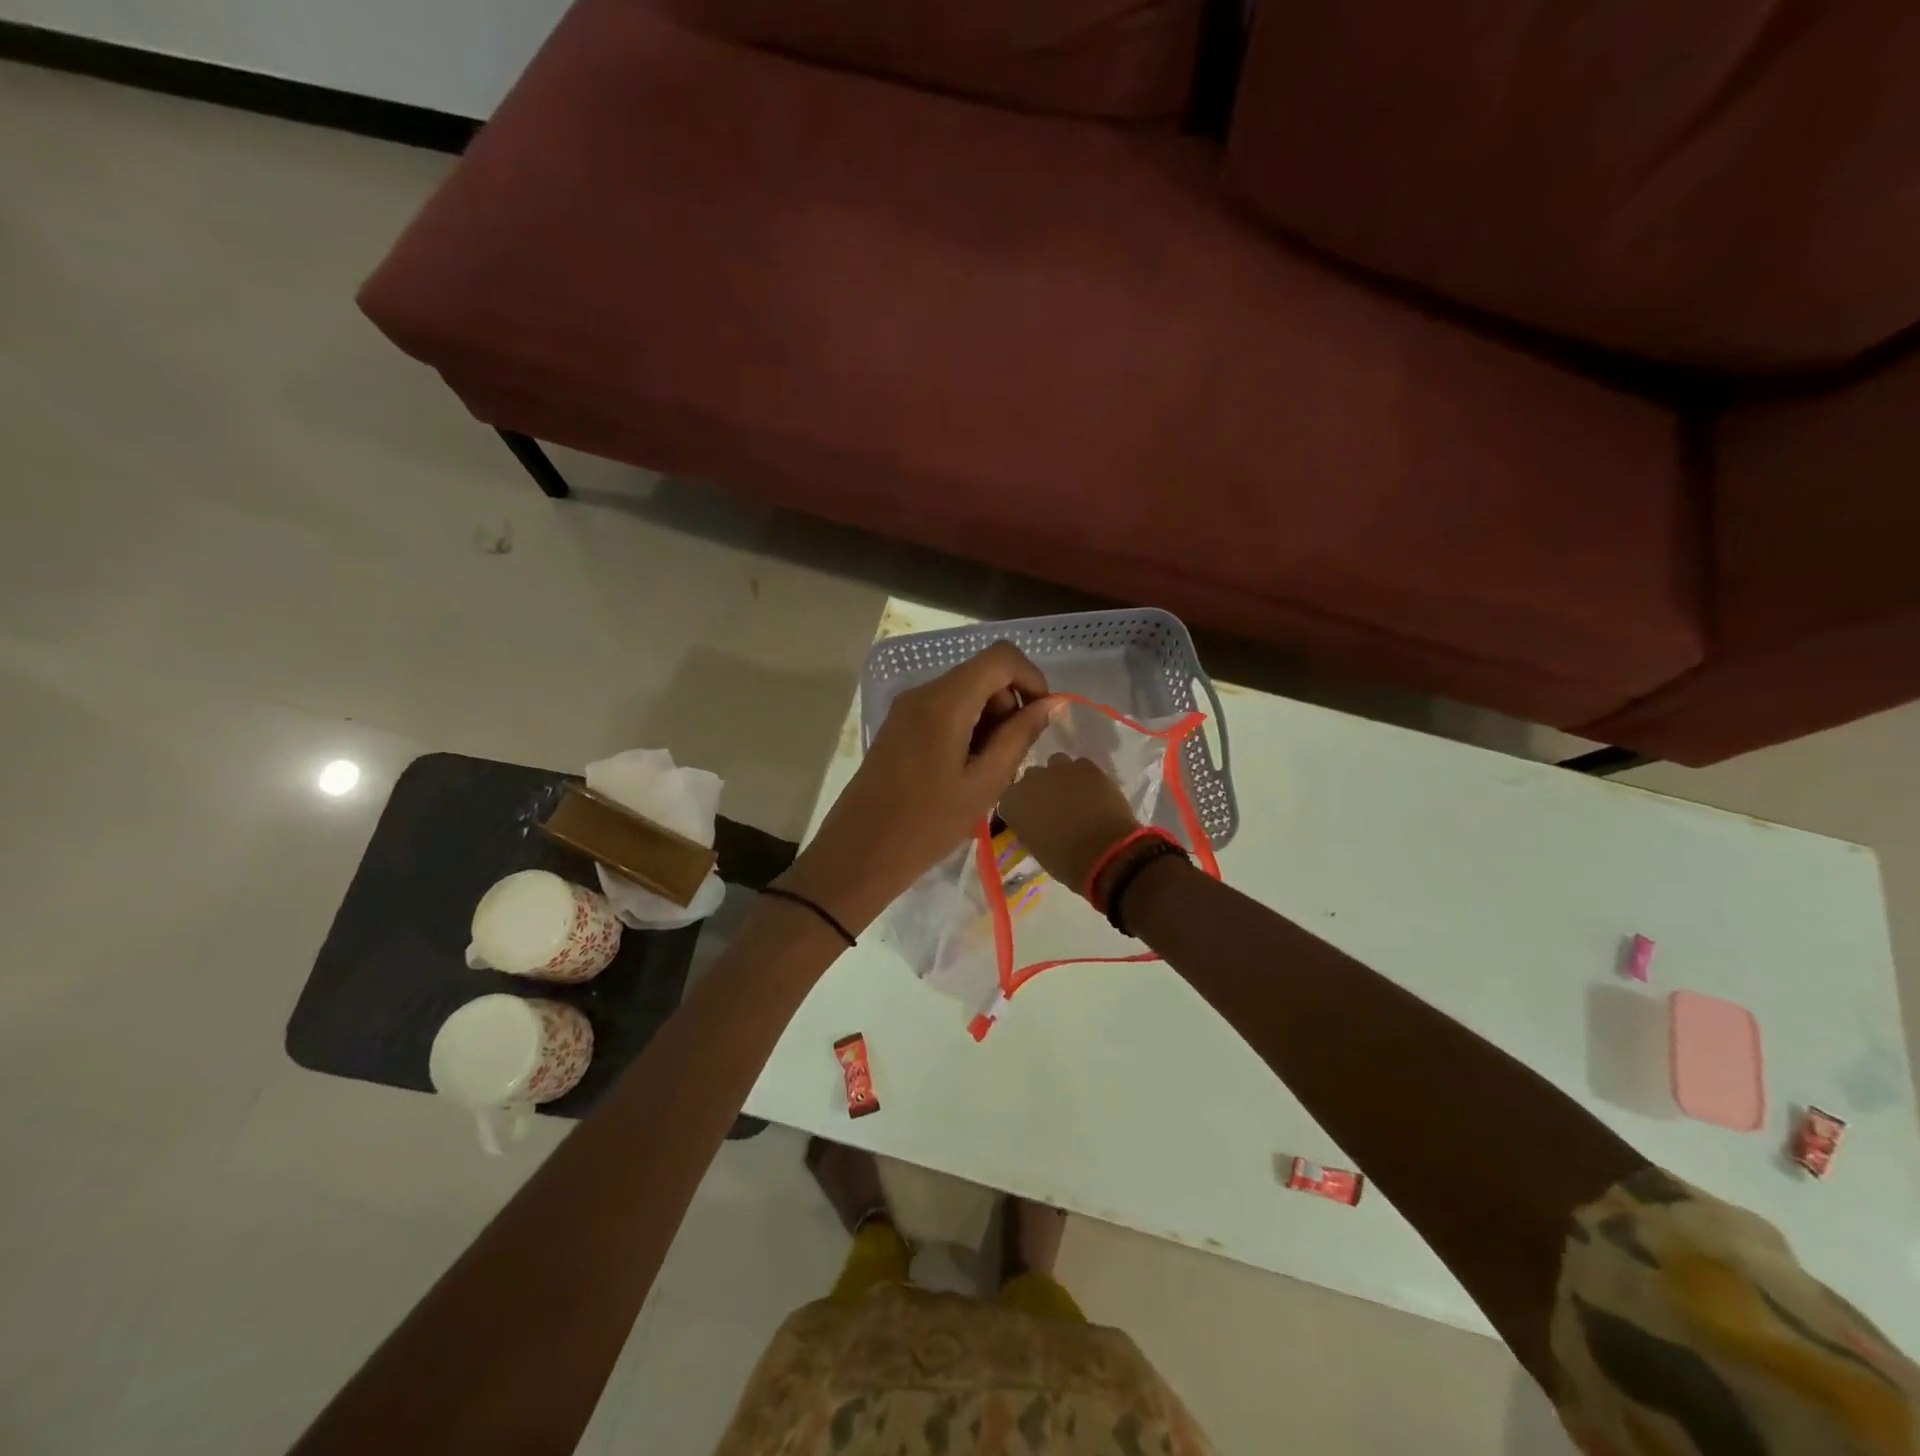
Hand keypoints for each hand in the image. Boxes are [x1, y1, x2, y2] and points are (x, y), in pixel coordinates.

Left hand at [780, 643, 1062, 932]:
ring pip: (964, 693)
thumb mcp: (985, 783)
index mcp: (945, 701)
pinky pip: (944, 710)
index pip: (1001, 656)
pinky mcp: (898, 726)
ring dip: (988, 721)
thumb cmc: (927, 824)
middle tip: (1011, 758)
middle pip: (982, 674)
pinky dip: (966, 728)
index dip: (1032, 678)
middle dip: (1008, 706)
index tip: (1042, 719)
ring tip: (987, 772)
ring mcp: (906, 708)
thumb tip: (1051, 703)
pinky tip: (963, 771)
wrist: (859, 853)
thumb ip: (1019, 736)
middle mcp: (923, 692)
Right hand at [998, 754, 1141, 897]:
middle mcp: (1031, 779)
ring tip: (1073, 794)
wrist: (1104, 852)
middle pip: (1031, 777)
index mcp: (1013, 802)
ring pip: (1056, 764)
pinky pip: (1081, 766)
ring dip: (1061, 777)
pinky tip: (1092, 791)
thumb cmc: (1065, 860)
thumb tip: (1034, 823)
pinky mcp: (1087, 767)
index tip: (1029, 819)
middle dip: (1039, 788)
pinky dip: (1084, 777)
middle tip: (1052, 806)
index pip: (1009, 798)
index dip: (1020, 807)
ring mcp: (1060, 769)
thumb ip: (1029, 827)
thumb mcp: (1035, 848)